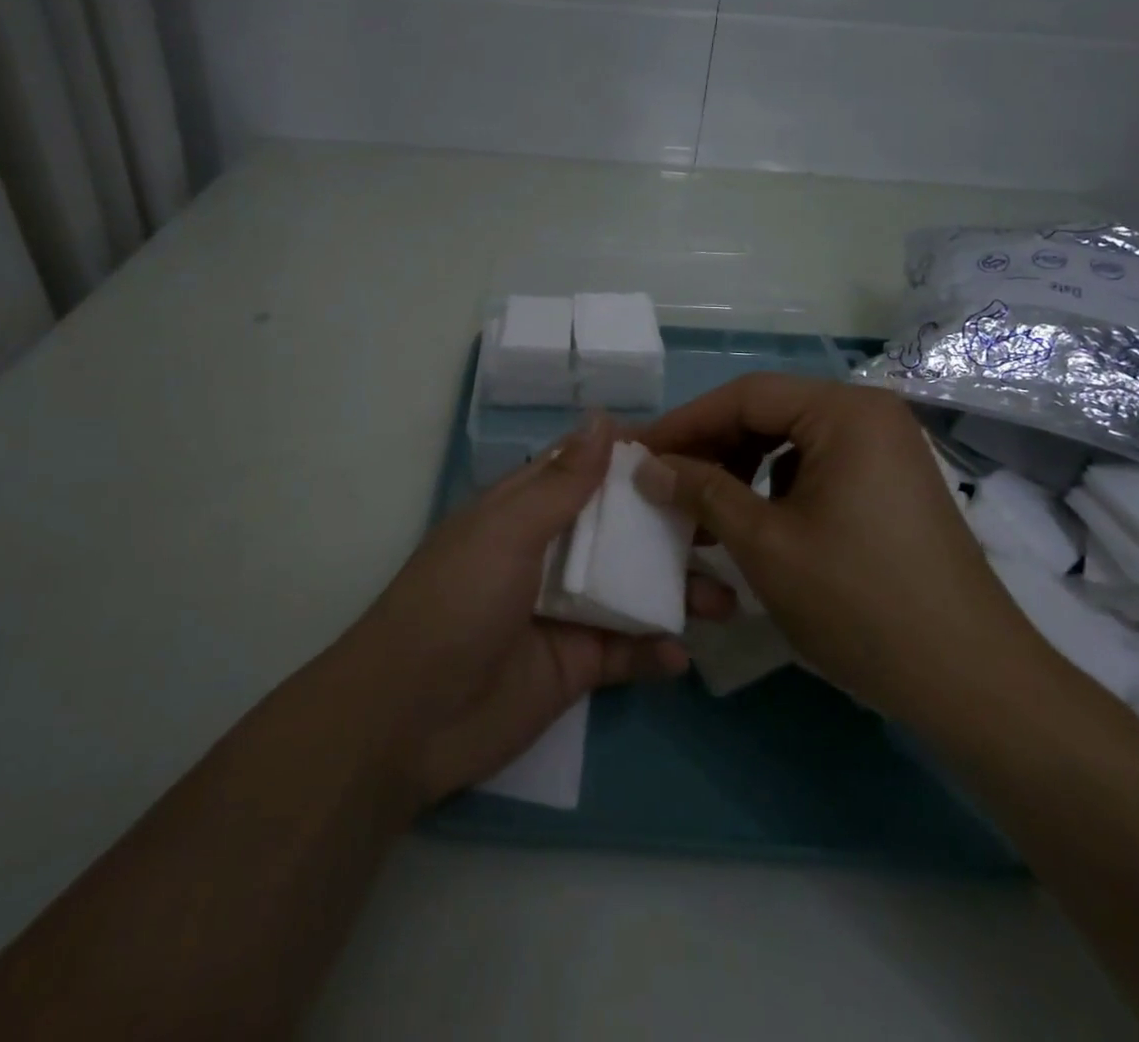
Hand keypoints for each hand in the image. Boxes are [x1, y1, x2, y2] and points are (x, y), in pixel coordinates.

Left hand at [351, 414, 732, 807]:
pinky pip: (625, 653)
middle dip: (669, 529)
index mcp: (525, 512)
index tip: (694, 450)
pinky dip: (654, 653)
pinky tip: (680, 657)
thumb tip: (602, 419)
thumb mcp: (507, 532)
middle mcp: (549, 554)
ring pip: (631, 590)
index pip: (586, 471)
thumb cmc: (457, 603)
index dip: (633, 460)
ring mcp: (564, 612)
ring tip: (726, 602)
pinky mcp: (574, 667)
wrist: (409, 719)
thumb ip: (562, 483)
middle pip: (619, 531)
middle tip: (729, 528)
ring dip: (676, 593)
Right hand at [633, 374, 1048, 721]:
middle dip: (710, 448)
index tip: (637, 454)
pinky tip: (750, 524)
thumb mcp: (765, 544)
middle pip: (768, 413)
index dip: (684, 423)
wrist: (973, 685)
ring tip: (698, 512)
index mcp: (845, 412)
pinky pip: (815, 468)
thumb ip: (701, 491)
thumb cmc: (860, 604)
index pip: (744, 395)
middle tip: (661, 484)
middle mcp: (869, 415)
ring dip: (738, 470)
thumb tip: (647, 466)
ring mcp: (886, 450)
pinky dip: (773, 488)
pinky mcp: (890, 486)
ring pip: (789, 442)